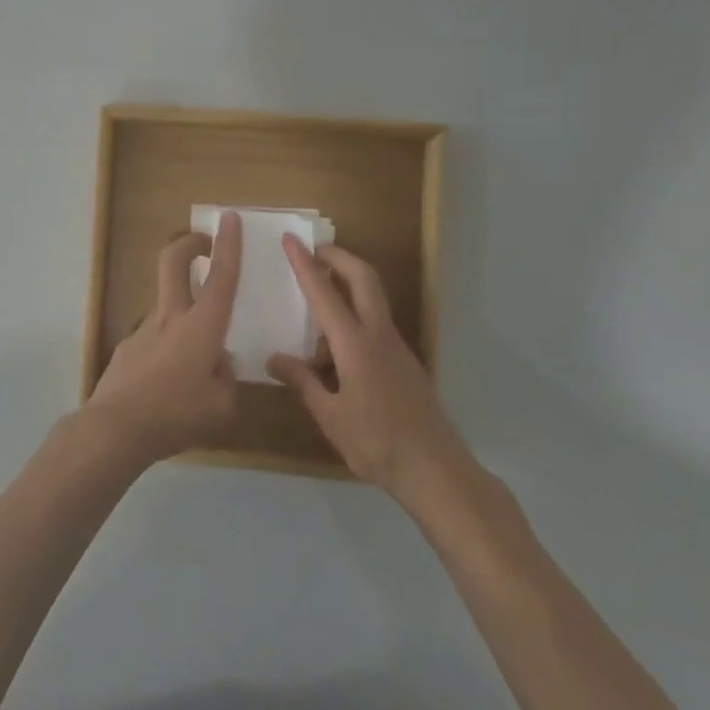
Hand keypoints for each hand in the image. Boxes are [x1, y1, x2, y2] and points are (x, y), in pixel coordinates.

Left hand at [84, 212, 243, 464]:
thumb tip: (218, 363)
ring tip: (195, 366)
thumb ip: (226, 378)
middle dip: (190, 243)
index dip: (228, 245)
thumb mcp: (222, 407)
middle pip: (174, 262)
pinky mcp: (126, 349)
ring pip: (165, 305)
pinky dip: (166, 350)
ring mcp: (143, 330)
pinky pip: (153, 340)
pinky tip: (166, 387)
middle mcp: (171, 318)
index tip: (230, 217)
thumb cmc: (176, 414)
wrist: (115, 428)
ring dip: (182, 315)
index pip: (221, 277)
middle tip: (203, 243)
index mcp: (202, 327)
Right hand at [268, 237, 467, 499]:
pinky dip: (355, 314)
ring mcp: (396, 347)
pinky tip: (334, 346)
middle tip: (313, 250)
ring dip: (349, 283)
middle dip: (339, 257)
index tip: (291, 239)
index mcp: (355, 345)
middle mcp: (379, 336)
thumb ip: (302, 381)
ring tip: (316, 299)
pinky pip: (376, 323)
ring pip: (373, 298)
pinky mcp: (404, 361)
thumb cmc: (376, 443)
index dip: (305, 264)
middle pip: (364, 278)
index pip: (325, 294)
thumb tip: (274, 358)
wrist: (435, 470)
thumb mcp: (330, 416)